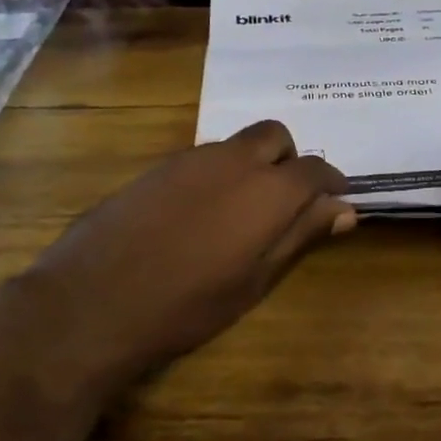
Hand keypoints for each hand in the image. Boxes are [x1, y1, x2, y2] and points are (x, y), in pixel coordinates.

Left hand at [0, 122, 352, 395]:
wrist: (95, 301)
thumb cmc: (189, 304)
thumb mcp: (255, 279)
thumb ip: (301, 236)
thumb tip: (344, 209)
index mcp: (268, 189)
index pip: (315, 169)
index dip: (331, 183)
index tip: (336, 201)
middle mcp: (232, 160)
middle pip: (275, 136)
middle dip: (290, 160)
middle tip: (286, 203)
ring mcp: (190, 159)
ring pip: (236, 145)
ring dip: (252, 166)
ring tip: (240, 214)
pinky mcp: (156, 169)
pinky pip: (202, 159)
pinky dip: (217, 175)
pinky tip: (199, 216)